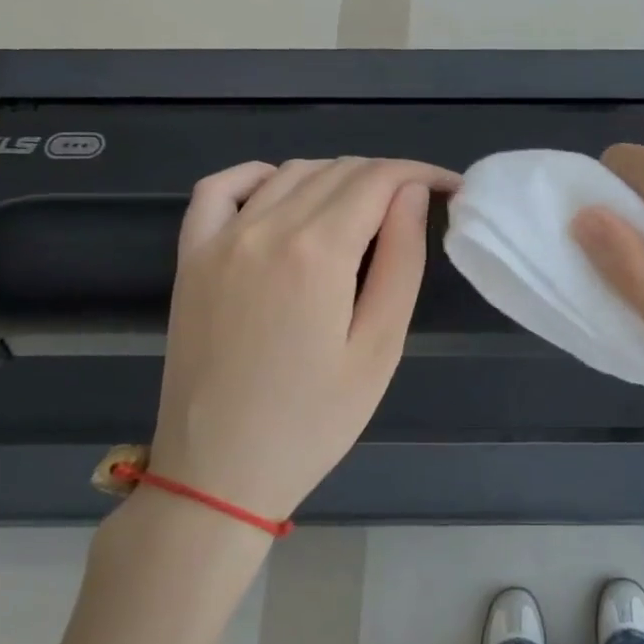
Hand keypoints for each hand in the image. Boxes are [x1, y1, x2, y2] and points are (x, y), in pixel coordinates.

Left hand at [148, 157, 460, 522]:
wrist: (217, 473)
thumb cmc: (314, 420)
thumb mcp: (380, 347)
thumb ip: (402, 261)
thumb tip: (413, 194)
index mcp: (318, 251)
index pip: (379, 179)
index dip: (422, 173)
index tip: (452, 187)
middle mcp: (266, 228)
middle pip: (339, 170)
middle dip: (388, 177)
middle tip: (417, 209)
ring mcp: (220, 239)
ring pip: (290, 173)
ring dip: (337, 177)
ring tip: (366, 211)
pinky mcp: (191, 257)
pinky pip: (220, 187)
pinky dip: (259, 175)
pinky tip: (283, 191)